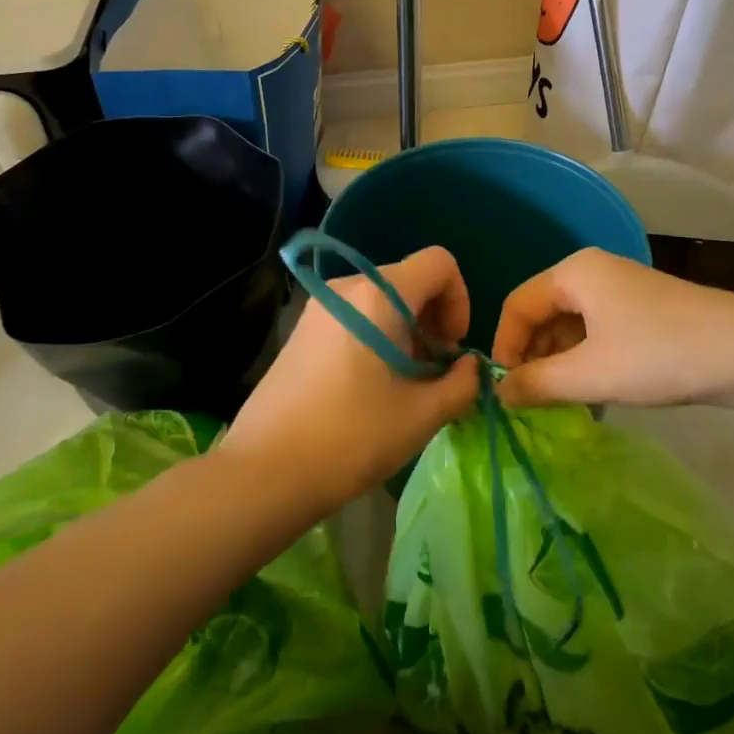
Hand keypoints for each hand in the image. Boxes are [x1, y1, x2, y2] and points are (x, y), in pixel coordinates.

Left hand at [221, 246, 479, 516]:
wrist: (265, 471)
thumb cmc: (352, 437)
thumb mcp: (422, 415)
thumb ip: (462, 383)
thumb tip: (469, 367)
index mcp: (380, 294)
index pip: (439, 263)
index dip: (459, 300)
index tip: (450, 348)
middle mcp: (348, 286)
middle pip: (410, 280)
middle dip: (433, 320)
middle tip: (432, 373)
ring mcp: (320, 305)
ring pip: (383, 299)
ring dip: (406, 331)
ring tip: (403, 384)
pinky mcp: (304, 327)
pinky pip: (357, 314)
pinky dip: (378, 336)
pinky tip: (370, 384)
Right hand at [491, 248, 733, 409]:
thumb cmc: (659, 354)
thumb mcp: (590, 374)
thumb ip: (536, 383)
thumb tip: (497, 394)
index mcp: (573, 273)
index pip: (517, 305)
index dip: (504, 348)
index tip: (503, 391)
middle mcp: (592, 273)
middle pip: (543, 314)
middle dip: (532, 358)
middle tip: (531, 403)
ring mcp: (621, 291)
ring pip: (571, 327)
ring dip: (560, 365)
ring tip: (561, 405)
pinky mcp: (643, 312)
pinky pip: (597, 334)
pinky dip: (587, 363)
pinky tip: (593, 397)